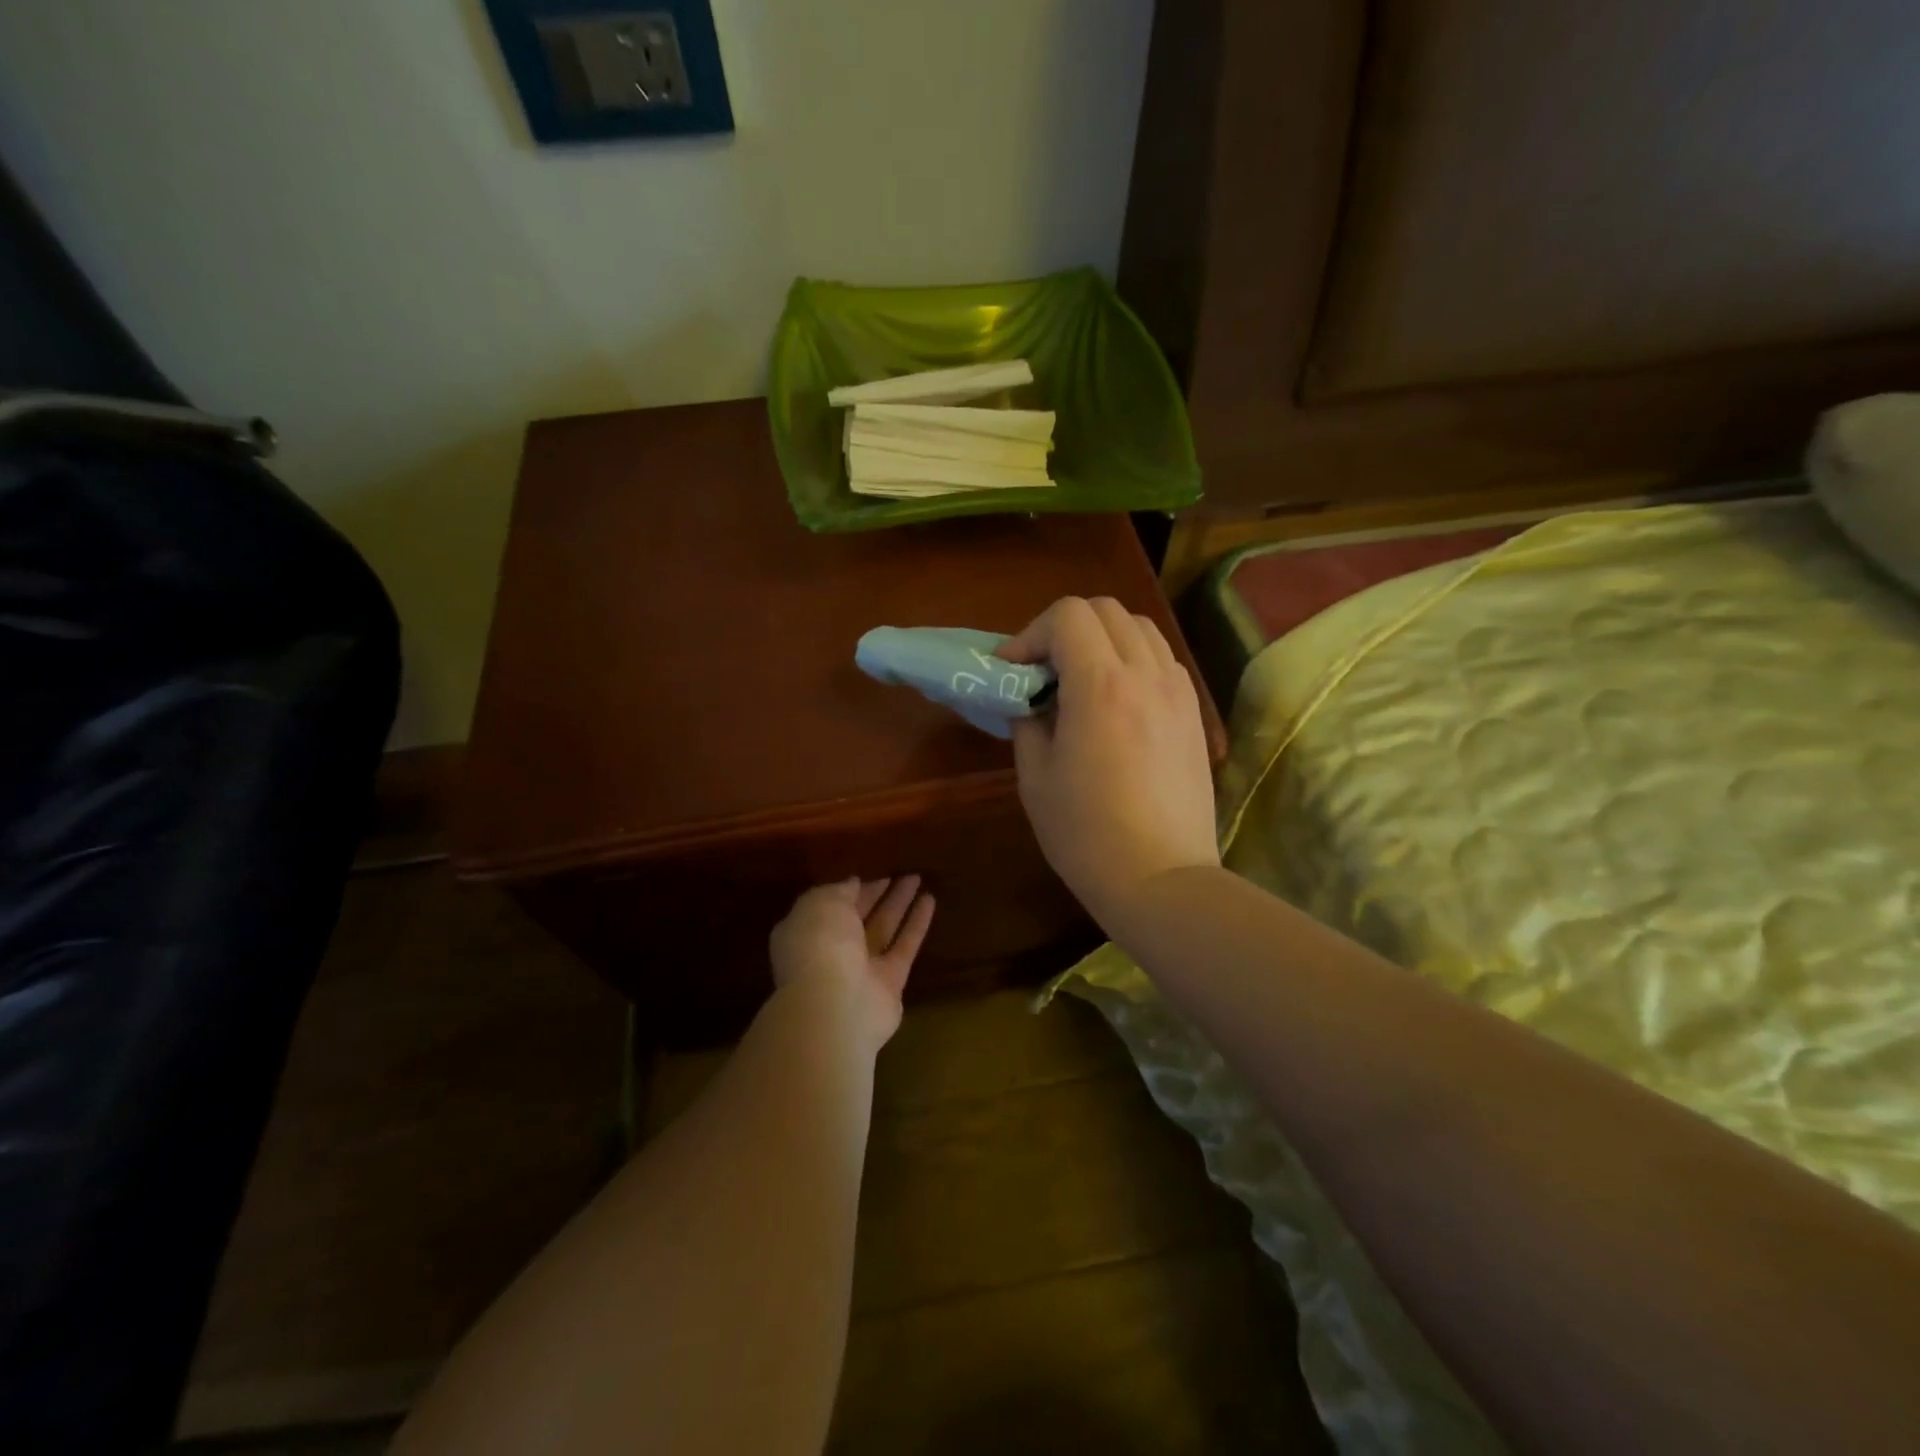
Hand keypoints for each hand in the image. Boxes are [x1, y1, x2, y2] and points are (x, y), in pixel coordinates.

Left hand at [769, 876, 935, 1051]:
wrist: (835, 1005)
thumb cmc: (820, 944)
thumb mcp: (821, 903)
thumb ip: (839, 891)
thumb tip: (854, 883)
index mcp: (807, 931)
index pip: (831, 905)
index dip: (851, 889)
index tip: (872, 873)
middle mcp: (832, 951)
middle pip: (858, 918)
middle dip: (877, 895)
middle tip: (900, 873)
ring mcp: (861, 970)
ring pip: (883, 929)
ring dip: (900, 905)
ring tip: (918, 879)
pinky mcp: (890, 983)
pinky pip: (904, 947)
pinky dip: (916, 925)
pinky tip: (930, 900)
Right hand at [1001, 597, 1219, 928]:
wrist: (1161, 878)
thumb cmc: (1086, 834)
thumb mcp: (1035, 777)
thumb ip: (1028, 722)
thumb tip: (1031, 700)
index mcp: (1101, 686)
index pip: (1067, 615)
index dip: (1030, 633)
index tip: (1012, 669)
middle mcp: (1146, 674)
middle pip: (1104, 609)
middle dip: (1064, 629)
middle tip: (1042, 670)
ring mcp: (1178, 691)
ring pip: (1138, 628)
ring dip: (1101, 639)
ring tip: (1080, 679)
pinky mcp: (1194, 712)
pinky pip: (1160, 659)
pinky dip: (1132, 660)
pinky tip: (1116, 700)